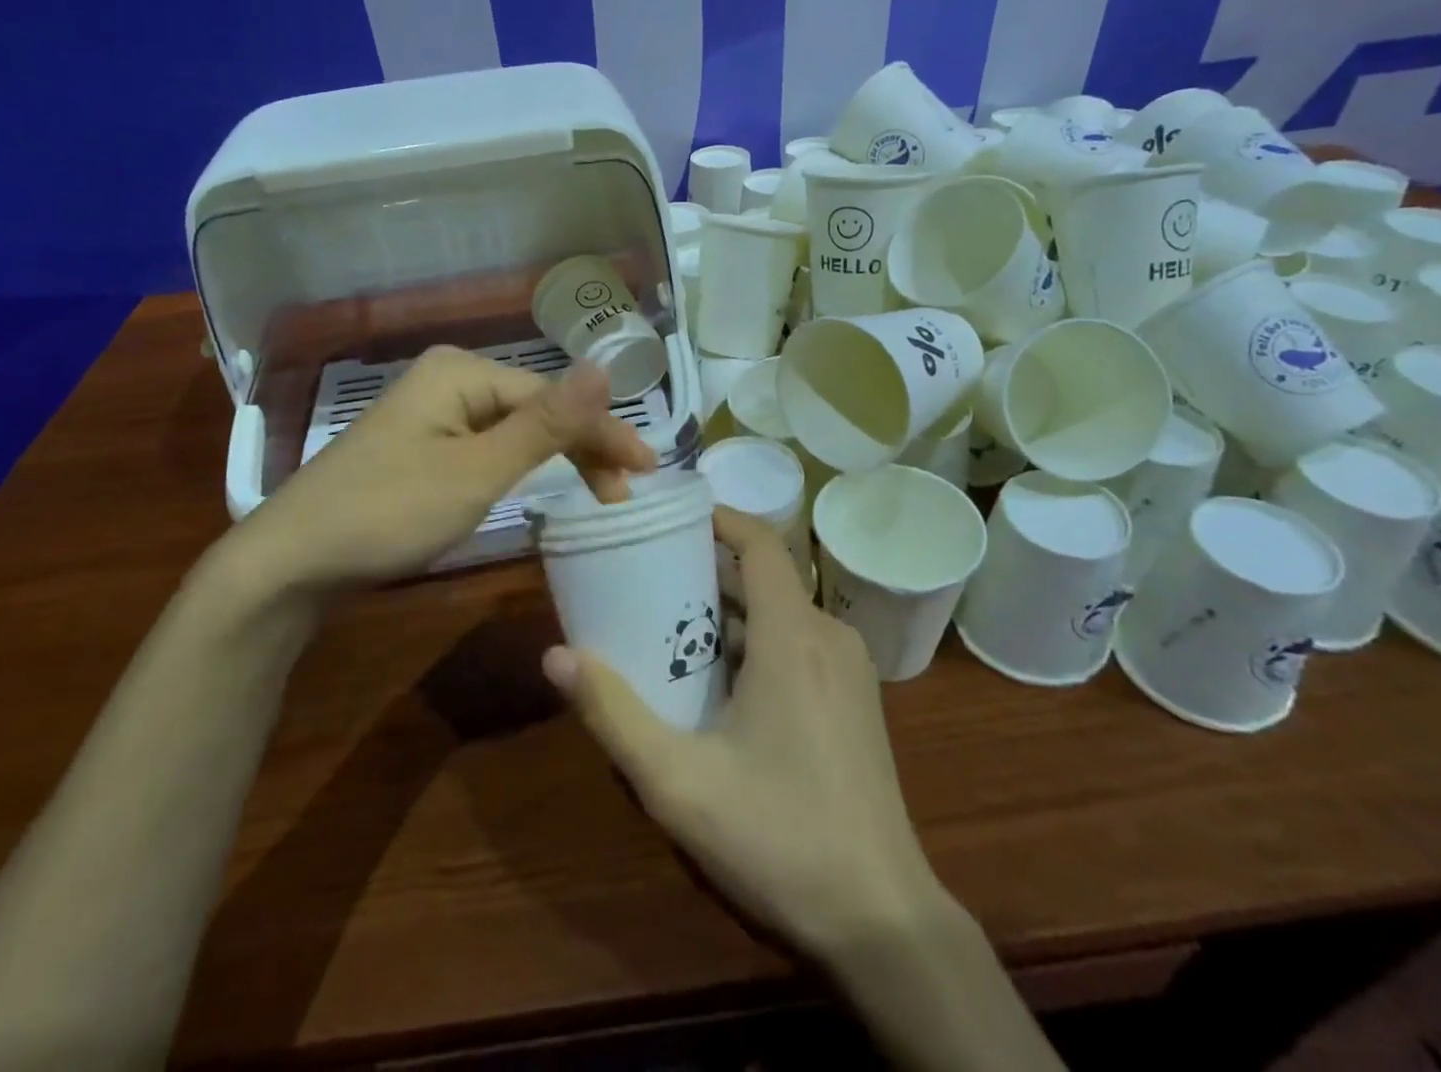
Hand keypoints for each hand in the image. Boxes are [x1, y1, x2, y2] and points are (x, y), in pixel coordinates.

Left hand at [215, 347, 656, 592]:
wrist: (290, 563)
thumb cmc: (389, 513)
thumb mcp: (478, 472)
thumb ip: (546, 423)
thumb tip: (606, 364)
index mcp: (462, 371)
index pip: (554, 398)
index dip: (604, 433)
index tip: (648, 471)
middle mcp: (448, 380)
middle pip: (535, 410)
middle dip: (582, 447)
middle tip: (622, 493)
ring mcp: (430, 414)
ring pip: (513, 430)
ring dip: (555, 458)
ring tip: (595, 493)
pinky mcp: (419, 446)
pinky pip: (485, 447)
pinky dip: (518, 468)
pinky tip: (539, 483)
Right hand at [542, 507, 950, 963]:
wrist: (884, 922)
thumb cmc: (779, 839)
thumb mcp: (677, 782)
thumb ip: (613, 714)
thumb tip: (556, 655)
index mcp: (793, 636)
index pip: (761, 542)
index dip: (718, 518)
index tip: (670, 518)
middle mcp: (828, 637)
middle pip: (764, 577)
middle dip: (705, 572)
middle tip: (647, 580)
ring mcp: (850, 670)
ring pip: (780, 614)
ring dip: (727, 613)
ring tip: (668, 628)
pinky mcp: (855, 701)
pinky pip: (798, 644)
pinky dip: (755, 643)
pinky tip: (717, 685)